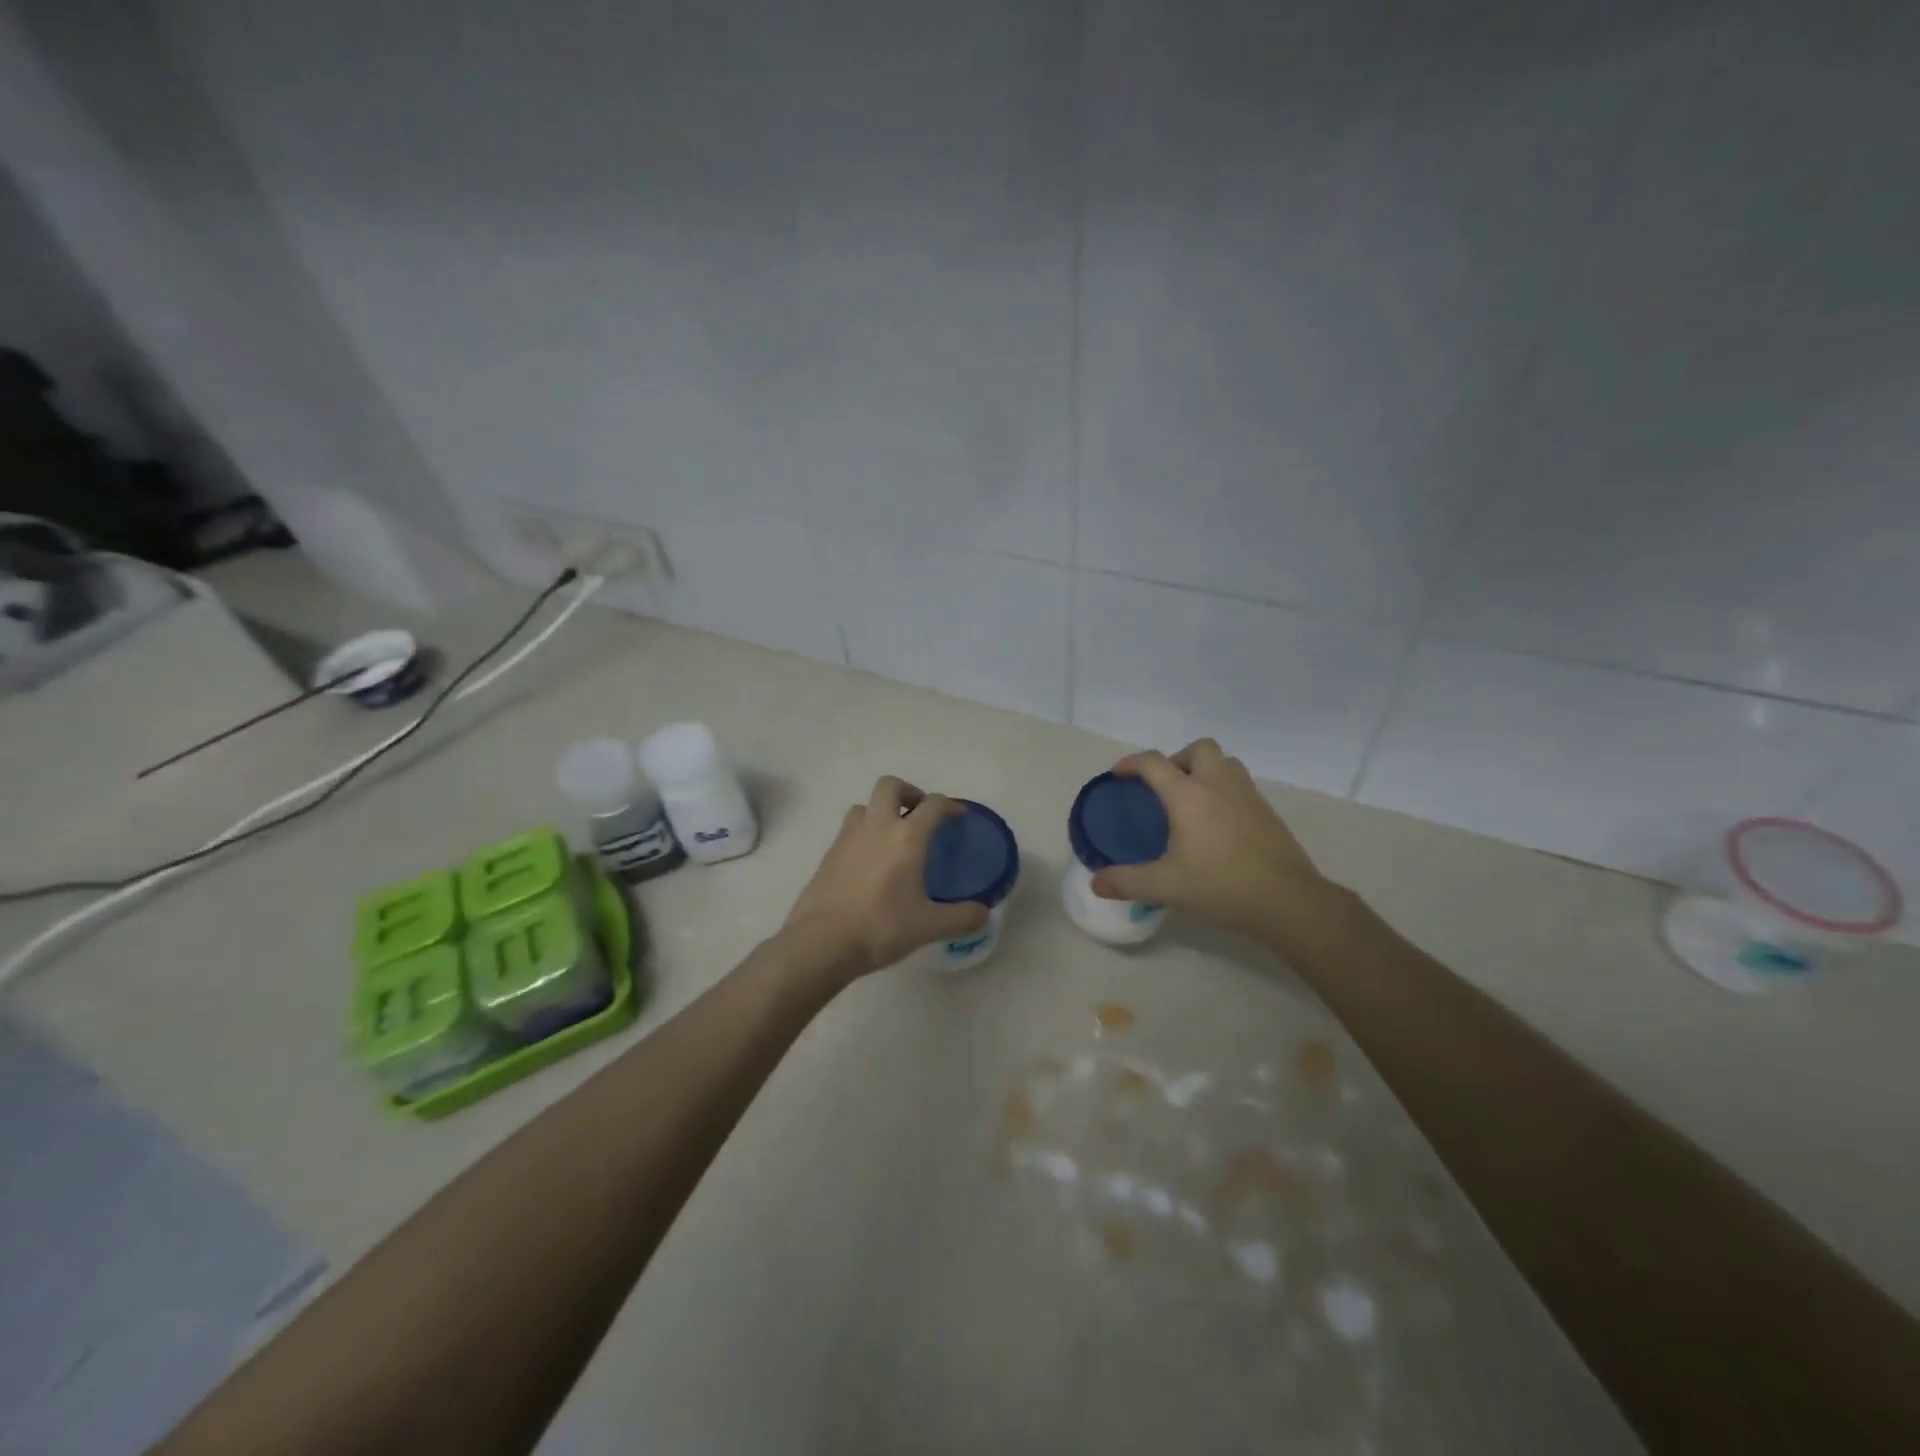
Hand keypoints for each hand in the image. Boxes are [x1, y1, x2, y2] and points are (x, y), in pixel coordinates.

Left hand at [781, 776, 990, 980]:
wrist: (821, 942)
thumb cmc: (880, 927)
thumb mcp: (929, 927)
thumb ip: (962, 917)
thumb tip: (984, 913)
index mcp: (906, 837)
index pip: (933, 804)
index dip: (950, 805)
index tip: (958, 816)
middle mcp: (877, 826)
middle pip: (891, 786)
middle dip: (909, 793)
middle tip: (920, 816)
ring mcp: (847, 837)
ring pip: (865, 806)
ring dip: (882, 811)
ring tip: (893, 837)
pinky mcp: (828, 854)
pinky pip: (850, 830)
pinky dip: (864, 834)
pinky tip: (871, 863)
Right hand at [1091, 739, 1344, 945]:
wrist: (1286, 900)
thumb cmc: (1220, 886)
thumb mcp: (1165, 886)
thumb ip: (1127, 882)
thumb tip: (1096, 883)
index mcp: (1188, 795)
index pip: (1153, 763)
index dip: (1131, 763)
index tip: (1119, 774)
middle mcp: (1218, 784)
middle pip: (1198, 749)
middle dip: (1177, 759)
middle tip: (1165, 786)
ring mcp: (1247, 795)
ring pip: (1225, 762)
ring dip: (1205, 769)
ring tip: (1192, 798)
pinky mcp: (1267, 811)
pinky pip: (1241, 784)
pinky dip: (1224, 789)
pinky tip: (1218, 822)